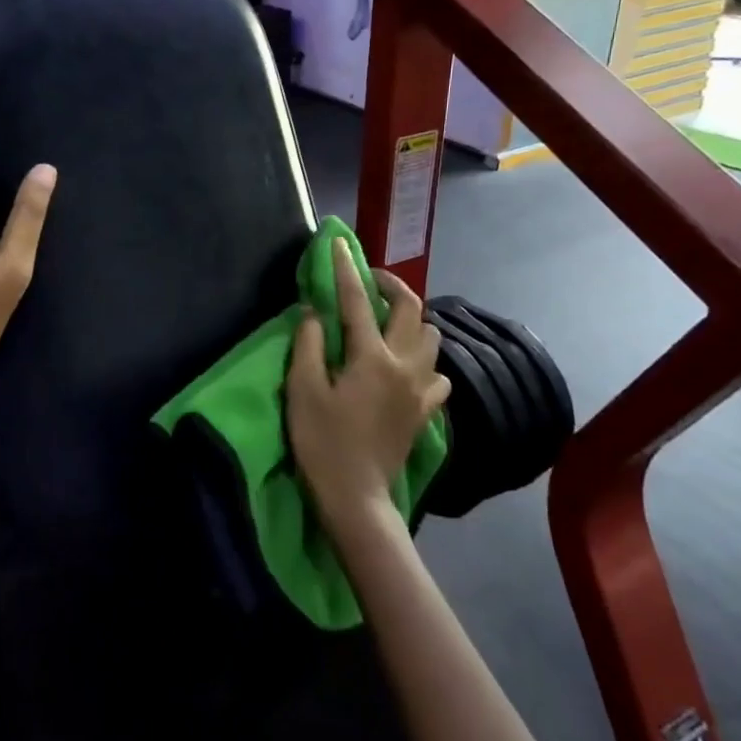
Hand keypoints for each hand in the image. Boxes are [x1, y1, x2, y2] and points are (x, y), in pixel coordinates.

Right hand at [285, 240, 449, 529]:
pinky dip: (424, 359)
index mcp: (371, 358)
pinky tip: (405, 365)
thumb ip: (308, 343)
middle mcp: (404, 365)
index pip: (358, 301)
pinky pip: (438, 372)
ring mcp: (421, 389)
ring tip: (387, 323)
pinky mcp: (426, 410)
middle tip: (368, 281)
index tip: (339, 244)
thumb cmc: (322, 442)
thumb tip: (314, 311)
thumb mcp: (302, 390)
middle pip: (412, 309)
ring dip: (412, 320)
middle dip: (391, 286)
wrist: (356, 496)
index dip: (346, 269)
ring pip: (432, 338)